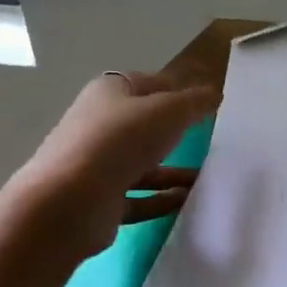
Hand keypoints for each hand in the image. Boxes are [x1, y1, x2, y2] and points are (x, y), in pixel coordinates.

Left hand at [13, 71, 218, 259]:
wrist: (71, 202)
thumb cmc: (120, 141)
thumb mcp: (168, 111)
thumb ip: (195, 102)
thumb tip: (215, 94)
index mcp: (110, 92)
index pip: (150, 84)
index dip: (179, 90)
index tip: (210, 103)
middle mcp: (100, 124)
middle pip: (145, 125)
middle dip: (176, 131)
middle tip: (213, 140)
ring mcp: (97, 164)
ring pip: (143, 163)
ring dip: (174, 171)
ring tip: (209, 177)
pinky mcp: (100, 200)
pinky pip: (139, 197)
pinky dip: (162, 199)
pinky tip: (188, 202)